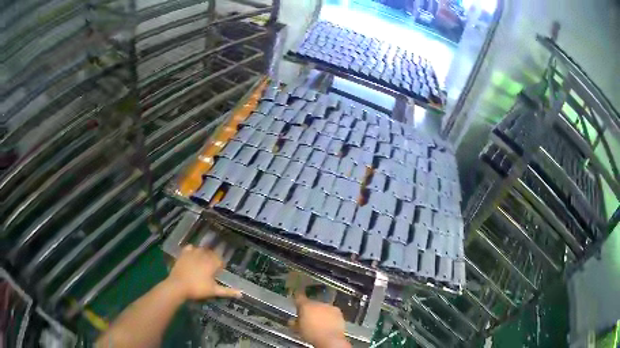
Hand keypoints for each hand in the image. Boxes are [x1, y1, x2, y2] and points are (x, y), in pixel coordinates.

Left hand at [166, 245, 241, 300]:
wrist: (178, 286)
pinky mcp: (183, 254)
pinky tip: (192, 255)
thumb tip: (241, 294)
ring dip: (204, 254)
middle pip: (211, 253)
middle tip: (211, 268)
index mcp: (212, 263)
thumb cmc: (197, 289)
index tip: (219, 272)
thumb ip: (227, 291)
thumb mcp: (213, 291)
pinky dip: (192, 250)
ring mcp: (192, 253)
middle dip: (213, 259)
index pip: (220, 260)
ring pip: (201, 249)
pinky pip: (190, 247)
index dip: (220, 265)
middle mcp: (203, 255)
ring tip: (202, 262)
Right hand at [289, 293, 350, 347]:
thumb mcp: (297, 329)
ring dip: (320, 312)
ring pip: (322, 307)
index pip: (299, 296)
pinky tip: (328, 324)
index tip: (297, 297)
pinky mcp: (338, 312)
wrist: (330, 339)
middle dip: (310, 309)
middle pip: (312, 303)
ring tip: (319, 323)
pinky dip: (329, 316)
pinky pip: (331, 312)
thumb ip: (294, 322)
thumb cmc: (311, 334)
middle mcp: (318, 303)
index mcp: (305, 305)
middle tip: (308, 318)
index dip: (297, 296)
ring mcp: (329, 307)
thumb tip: (293, 321)